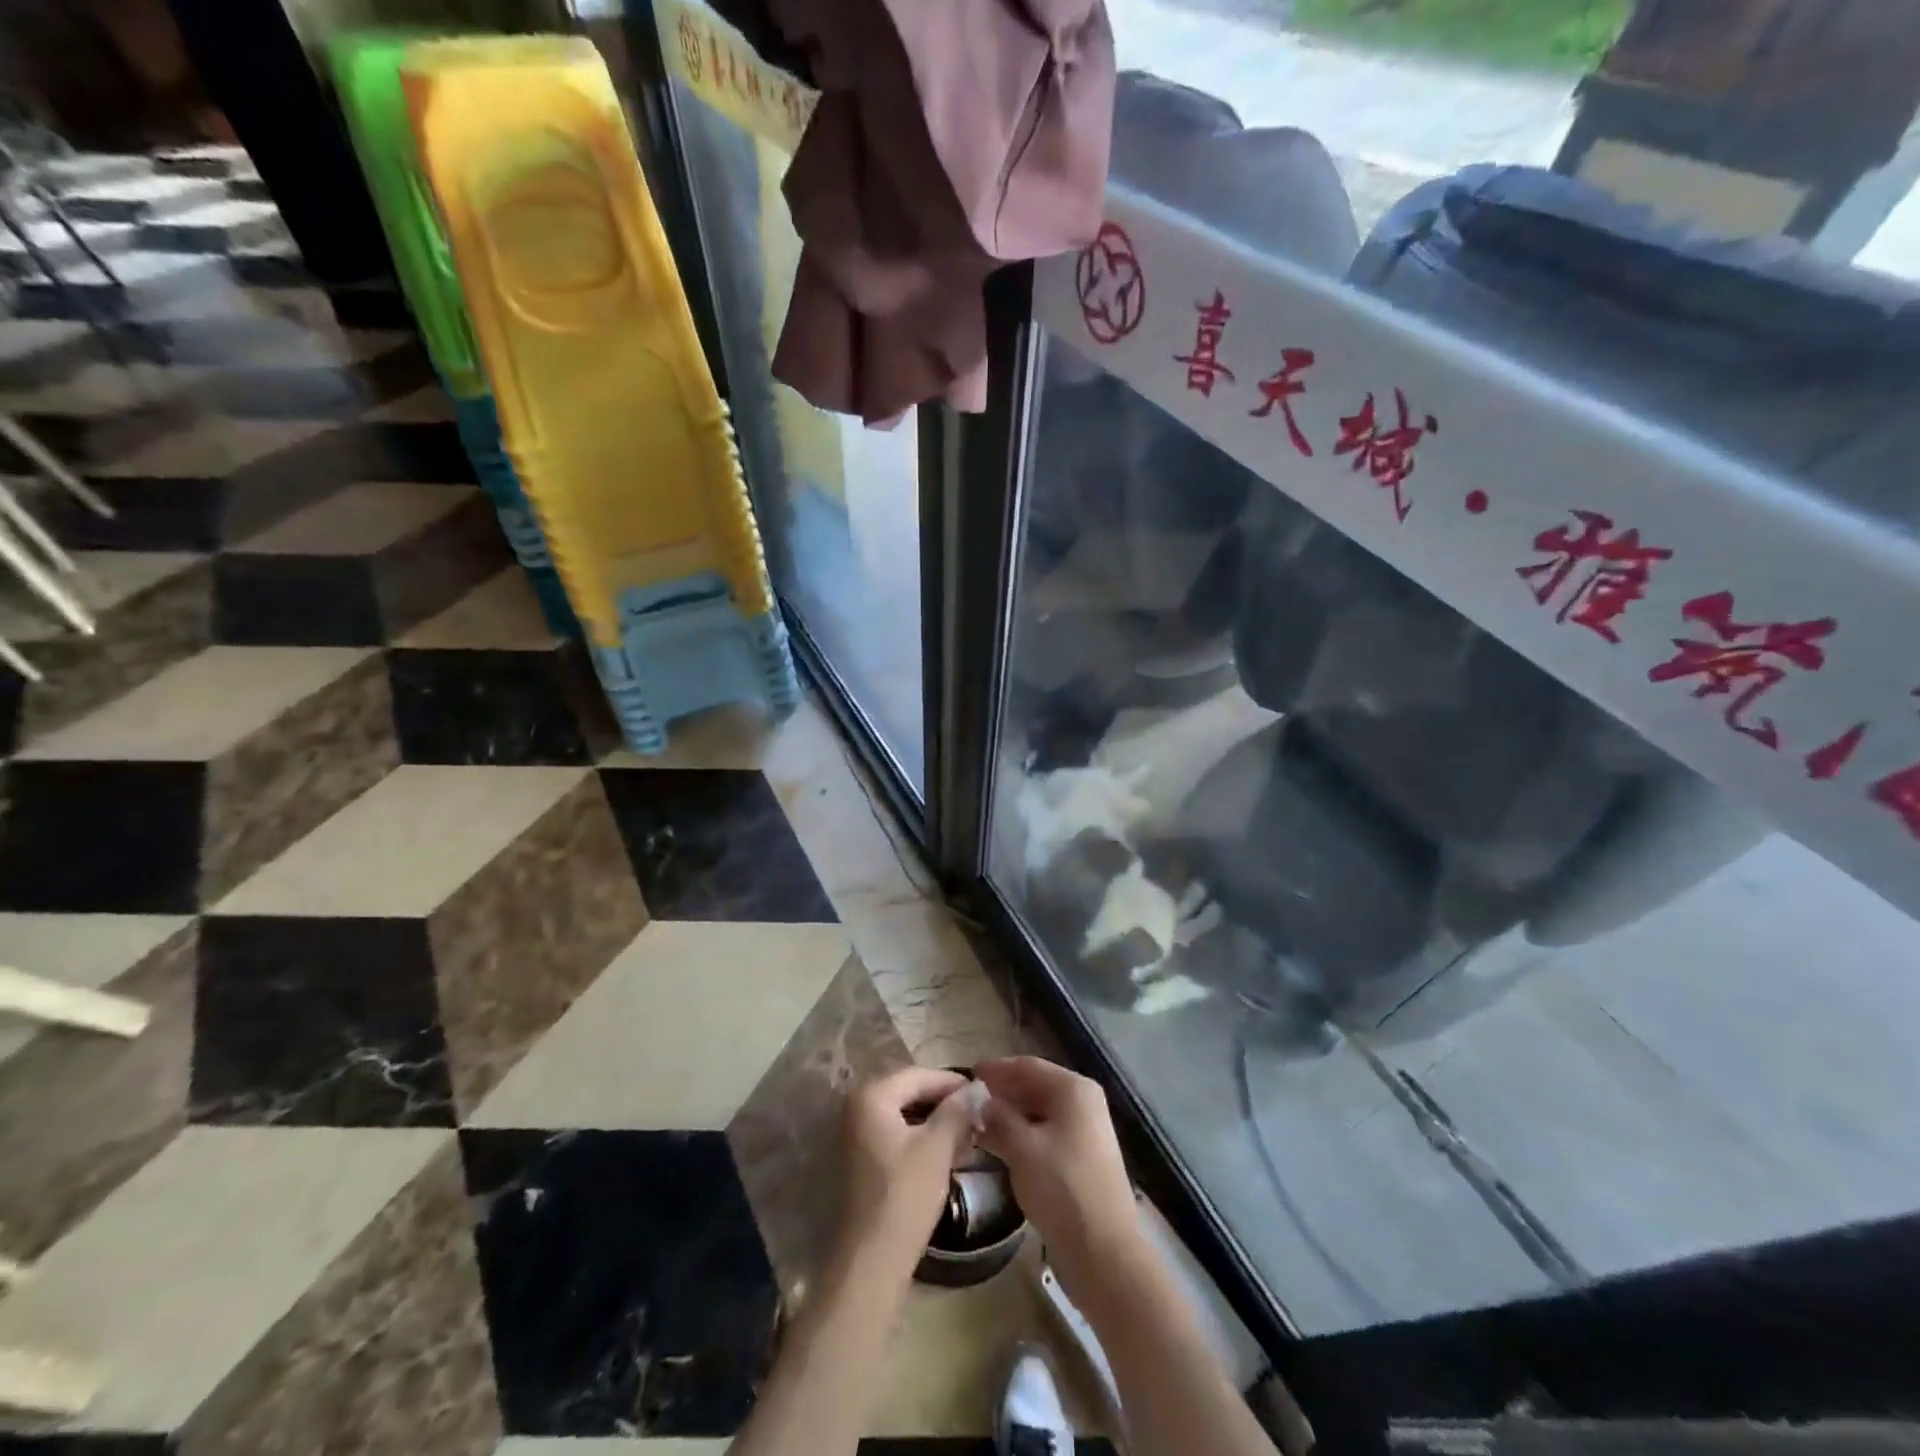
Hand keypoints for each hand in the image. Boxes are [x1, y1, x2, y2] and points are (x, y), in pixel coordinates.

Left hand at [837, 1065, 975, 1267]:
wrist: (870, 1262)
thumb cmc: (904, 1196)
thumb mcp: (937, 1148)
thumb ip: (957, 1111)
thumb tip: (976, 1089)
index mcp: (871, 1096)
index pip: (919, 1075)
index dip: (952, 1082)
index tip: (983, 1093)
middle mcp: (856, 1107)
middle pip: (909, 1092)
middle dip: (944, 1103)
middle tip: (977, 1115)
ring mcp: (855, 1135)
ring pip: (903, 1115)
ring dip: (935, 1122)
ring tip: (968, 1135)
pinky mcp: (860, 1160)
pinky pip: (895, 1135)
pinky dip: (920, 1139)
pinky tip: (946, 1153)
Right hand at [974, 1057, 1147, 1313]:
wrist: (1104, 1251)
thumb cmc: (1061, 1188)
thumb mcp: (1022, 1148)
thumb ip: (999, 1118)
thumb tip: (984, 1103)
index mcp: (1073, 1089)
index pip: (1028, 1067)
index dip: (997, 1069)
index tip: (968, 1073)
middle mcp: (1083, 1103)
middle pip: (1035, 1087)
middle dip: (1003, 1093)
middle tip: (969, 1101)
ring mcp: (1085, 1132)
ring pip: (1040, 1113)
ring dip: (1010, 1117)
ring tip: (977, 1125)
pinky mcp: (1082, 1159)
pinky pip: (1046, 1135)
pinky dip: (1023, 1136)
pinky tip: (998, 1147)